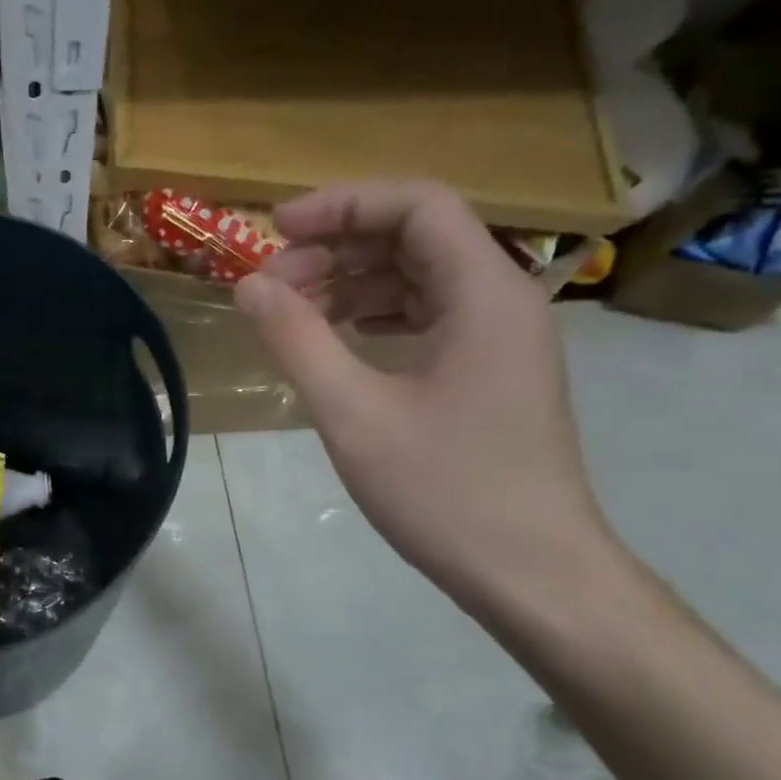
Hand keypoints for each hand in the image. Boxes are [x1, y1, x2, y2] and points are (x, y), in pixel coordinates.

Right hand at [234, 180, 612, 607]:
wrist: (531, 574)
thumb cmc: (446, 492)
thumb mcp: (354, 415)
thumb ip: (297, 341)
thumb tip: (248, 286)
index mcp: (485, 294)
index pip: (417, 206)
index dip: (342, 205)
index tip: (275, 231)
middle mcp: (502, 301)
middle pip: (415, 238)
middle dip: (336, 250)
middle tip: (271, 287)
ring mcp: (499, 339)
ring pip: (418, 279)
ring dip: (352, 285)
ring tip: (292, 313)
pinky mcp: (489, 373)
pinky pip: (426, 318)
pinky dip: (375, 318)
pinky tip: (337, 341)